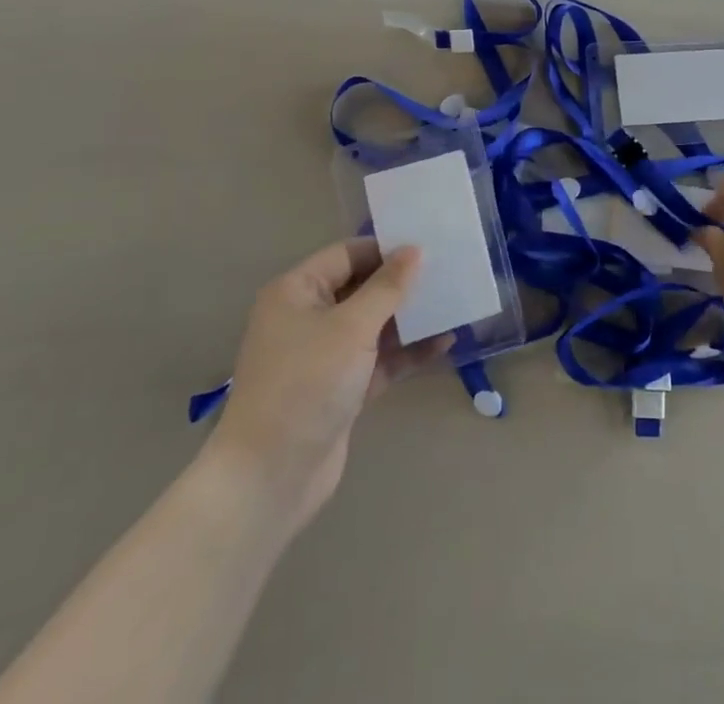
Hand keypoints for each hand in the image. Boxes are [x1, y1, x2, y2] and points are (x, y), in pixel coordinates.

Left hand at [209, 238, 449, 532]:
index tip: (429, 246)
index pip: (347, 254)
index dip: (386, 249)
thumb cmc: (306, 384)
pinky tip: (444, 343)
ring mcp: (324, 355)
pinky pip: (378, 359)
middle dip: (402, 283)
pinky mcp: (340, 388)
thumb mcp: (351, 328)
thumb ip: (387, 287)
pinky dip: (406, 352)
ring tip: (454, 304)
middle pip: (362, 288)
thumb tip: (414, 250)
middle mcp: (308, 317)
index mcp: (297, 291)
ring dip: (410, 318)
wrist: (270, 477)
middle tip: (448, 272)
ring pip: (374, 325)